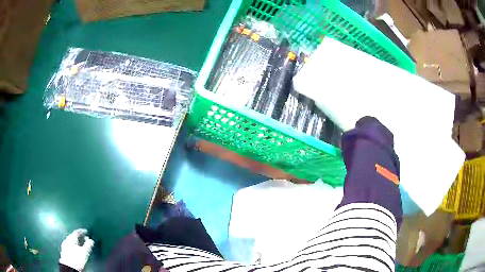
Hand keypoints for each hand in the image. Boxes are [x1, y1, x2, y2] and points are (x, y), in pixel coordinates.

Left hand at [59, 229, 93, 270]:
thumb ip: (88, 245)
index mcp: (71, 238)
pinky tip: (76, 250)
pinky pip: (69, 246)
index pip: (76, 232)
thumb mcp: (85, 253)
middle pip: (73, 236)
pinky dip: (73, 246)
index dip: (82, 231)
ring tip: (81, 245)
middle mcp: (66, 240)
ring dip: (76, 242)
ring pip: (71, 241)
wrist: (69, 268)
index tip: (86, 231)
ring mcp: (64, 245)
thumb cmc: (77, 259)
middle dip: (79, 237)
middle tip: (85, 238)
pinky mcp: (64, 251)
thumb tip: (91, 240)